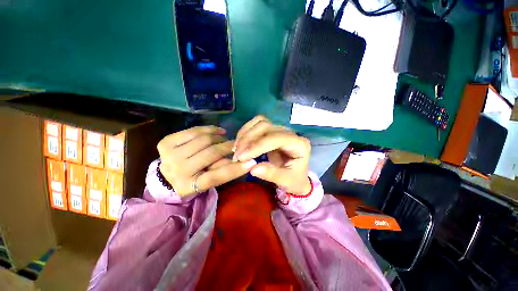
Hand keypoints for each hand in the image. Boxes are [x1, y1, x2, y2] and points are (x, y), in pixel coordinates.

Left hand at [157, 126, 256, 196]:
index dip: (236, 169)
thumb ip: (223, 170)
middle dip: (228, 146)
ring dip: (219, 137)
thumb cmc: (192, 180)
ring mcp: (170, 155)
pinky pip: (193, 131)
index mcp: (190, 185)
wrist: (166, 176)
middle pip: (211, 153)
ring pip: (204, 140)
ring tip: (224, 138)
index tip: (252, 162)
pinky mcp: (166, 143)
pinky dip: (208, 129)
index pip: (216, 176)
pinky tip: (216, 131)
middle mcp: (178, 171)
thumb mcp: (208, 181)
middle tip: (235, 144)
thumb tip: (243, 161)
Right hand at [233, 116, 311, 194]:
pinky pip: (257, 125)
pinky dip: (246, 131)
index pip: (276, 138)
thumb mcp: (286, 181)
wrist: (296, 177)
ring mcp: (281, 130)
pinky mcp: (272, 131)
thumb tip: (253, 168)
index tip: (241, 157)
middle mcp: (290, 133)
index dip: (257, 146)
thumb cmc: (294, 180)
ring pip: (260, 123)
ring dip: (245, 134)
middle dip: (248, 140)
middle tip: (237, 155)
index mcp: (299, 144)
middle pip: (266, 127)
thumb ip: (271, 174)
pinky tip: (240, 142)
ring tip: (236, 149)